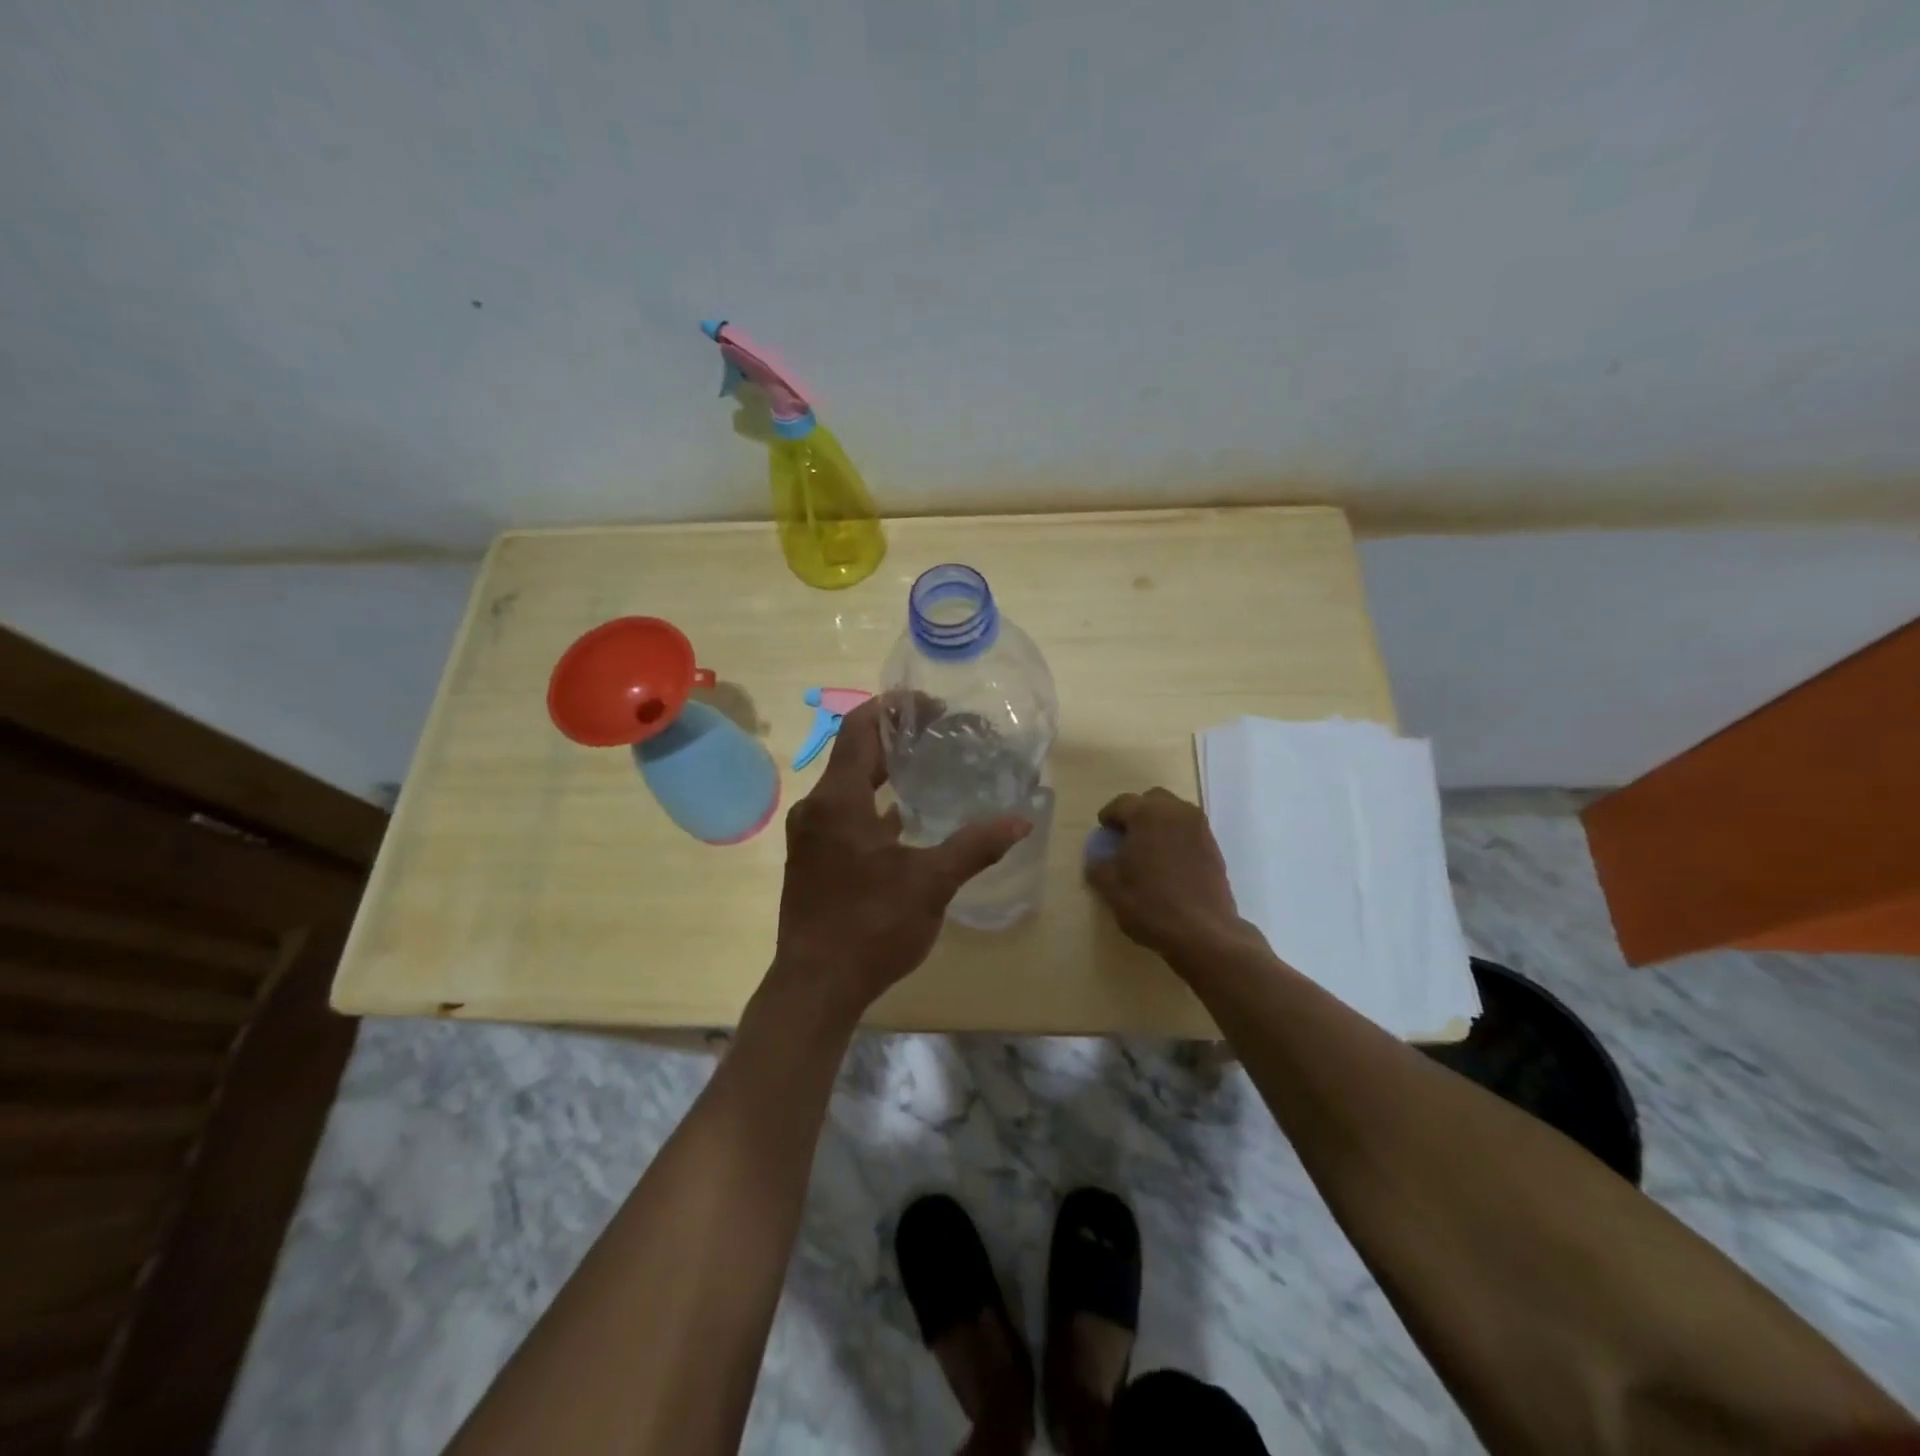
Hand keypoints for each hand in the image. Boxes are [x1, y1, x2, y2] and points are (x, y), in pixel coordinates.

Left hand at [770, 699, 1029, 1024]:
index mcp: (838, 800)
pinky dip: (873, 803)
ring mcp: (810, 835)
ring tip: (929, 768)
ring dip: (884, 771)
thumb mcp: (931, 883)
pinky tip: (906, 818)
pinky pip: (844, 813)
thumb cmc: (871, 926)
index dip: (895, 708)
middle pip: (854, 753)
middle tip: (941, 734)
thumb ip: (974, 846)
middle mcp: (816, 808)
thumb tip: (1020, 821)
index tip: (933, 707)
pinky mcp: (812, 858)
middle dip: (896, 738)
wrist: (815, 986)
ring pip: (848, 784)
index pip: (861, 728)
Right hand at [1084, 788, 1253, 962]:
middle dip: (1137, 813)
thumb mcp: (1111, 888)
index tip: (1104, 832)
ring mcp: (1200, 828)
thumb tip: (1097, 859)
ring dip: (1159, 824)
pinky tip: (1169, 863)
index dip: (1109, 817)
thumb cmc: (1150, 905)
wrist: (1203, 932)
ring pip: (1174, 813)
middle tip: (1127, 837)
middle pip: (1152, 800)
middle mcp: (1176, 812)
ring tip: (1148, 850)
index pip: (1121, 803)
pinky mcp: (1214, 847)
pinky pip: (1189, 831)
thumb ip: (1098, 866)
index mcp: (1147, 814)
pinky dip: (1176, 838)